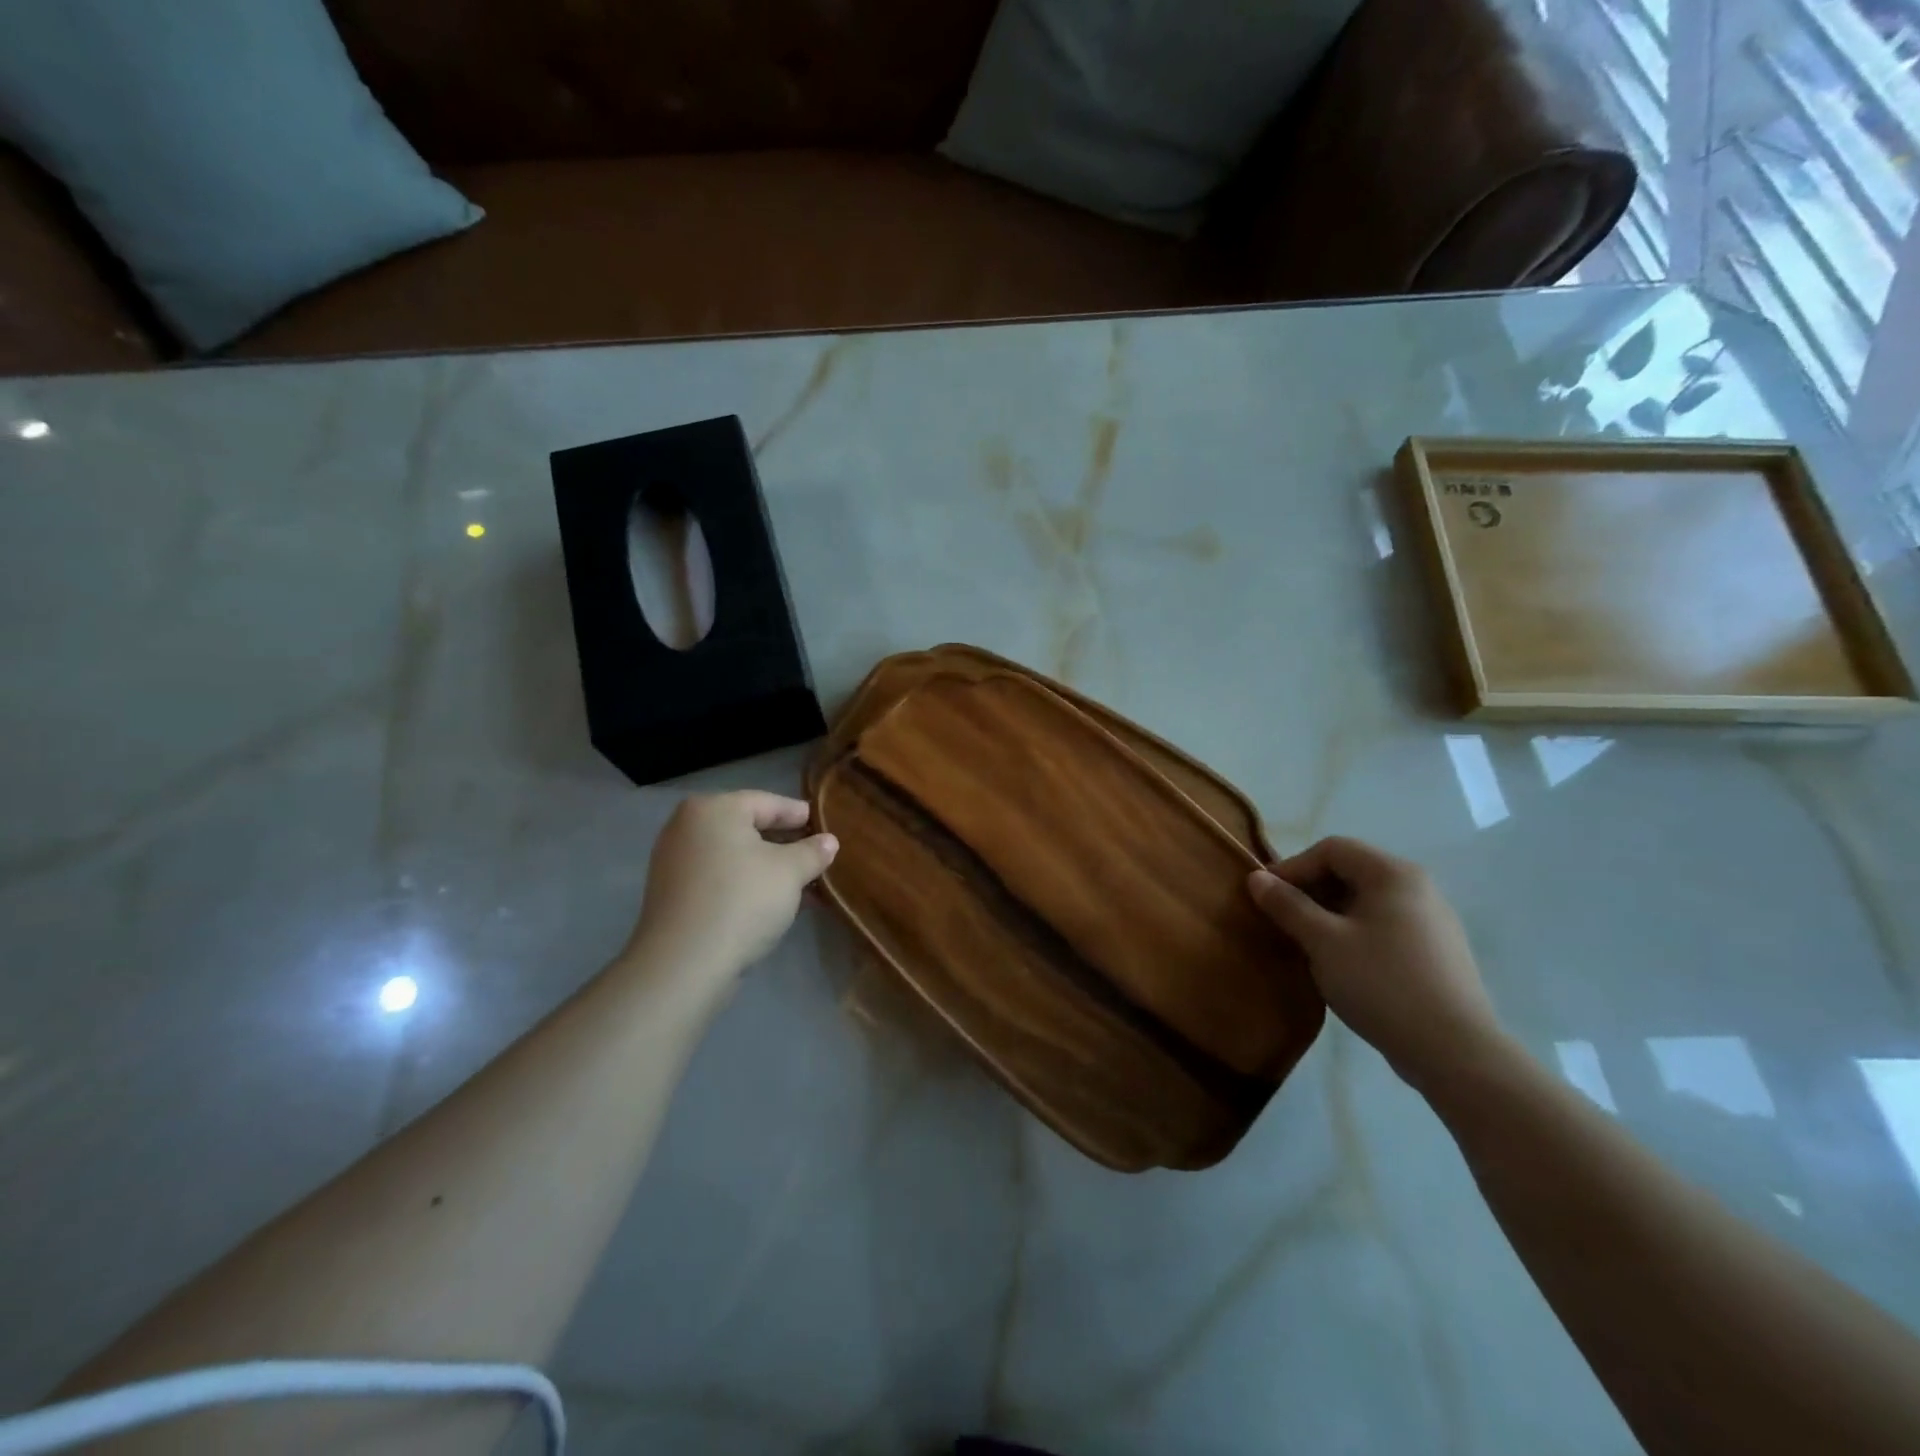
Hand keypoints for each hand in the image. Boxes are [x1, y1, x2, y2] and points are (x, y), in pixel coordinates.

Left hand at [629, 791, 838, 976]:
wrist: (684, 964)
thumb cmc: (742, 901)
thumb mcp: (790, 872)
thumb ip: (812, 852)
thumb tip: (829, 841)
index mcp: (713, 808)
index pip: (767, 803)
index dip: (799, 815)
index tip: (824, 827)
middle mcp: (686, 826)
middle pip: (747, 827)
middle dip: (784, 843)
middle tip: (815, 856)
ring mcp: (673, 860)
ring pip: (732, 855)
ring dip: (766, 866)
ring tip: (799, 883)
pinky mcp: (671, 893)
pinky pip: (717, 876)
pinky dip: (743, 882)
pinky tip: (768, 901)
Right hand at [1248, 836, 1508, 1091]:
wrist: (1456, 1052)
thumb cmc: (1382, 984)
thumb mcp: (1323, 942)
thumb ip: (1287, 905)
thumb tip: (1256, 877)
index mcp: (1393, 874)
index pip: (1332, 849)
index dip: (1293, 867)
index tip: (1266, 896)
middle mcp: (1418, 887)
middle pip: (1351, 871)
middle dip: (1310, 890)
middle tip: (1282, 919)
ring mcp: (1432, 920)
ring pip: (1367, 901)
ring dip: (1329, 913)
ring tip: (1306, 942)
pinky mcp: (1437, 951)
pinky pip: (1384, 925)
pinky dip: (1354, 932)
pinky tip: (1342, 963)